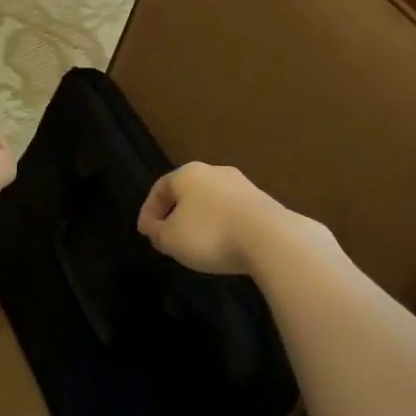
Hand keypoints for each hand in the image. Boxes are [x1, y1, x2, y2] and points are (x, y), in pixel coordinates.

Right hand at [137, 161, 299, 275]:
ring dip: (200, 220)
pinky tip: (223, 243)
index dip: (148, 211)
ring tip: (196, 244)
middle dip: (175, 214)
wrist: (270, 238)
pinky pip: (232, 212)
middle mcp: (214, 171)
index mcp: (187, 173)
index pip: (160, 188)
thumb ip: (158, 233)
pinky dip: (221, 225)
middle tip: (169, 236)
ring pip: (210, 201)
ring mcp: (241, 184)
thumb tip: (157, 229)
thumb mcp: (171, 239)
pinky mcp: (262, 201)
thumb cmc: (210, 234)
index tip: (146, 234)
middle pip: (186, 192)